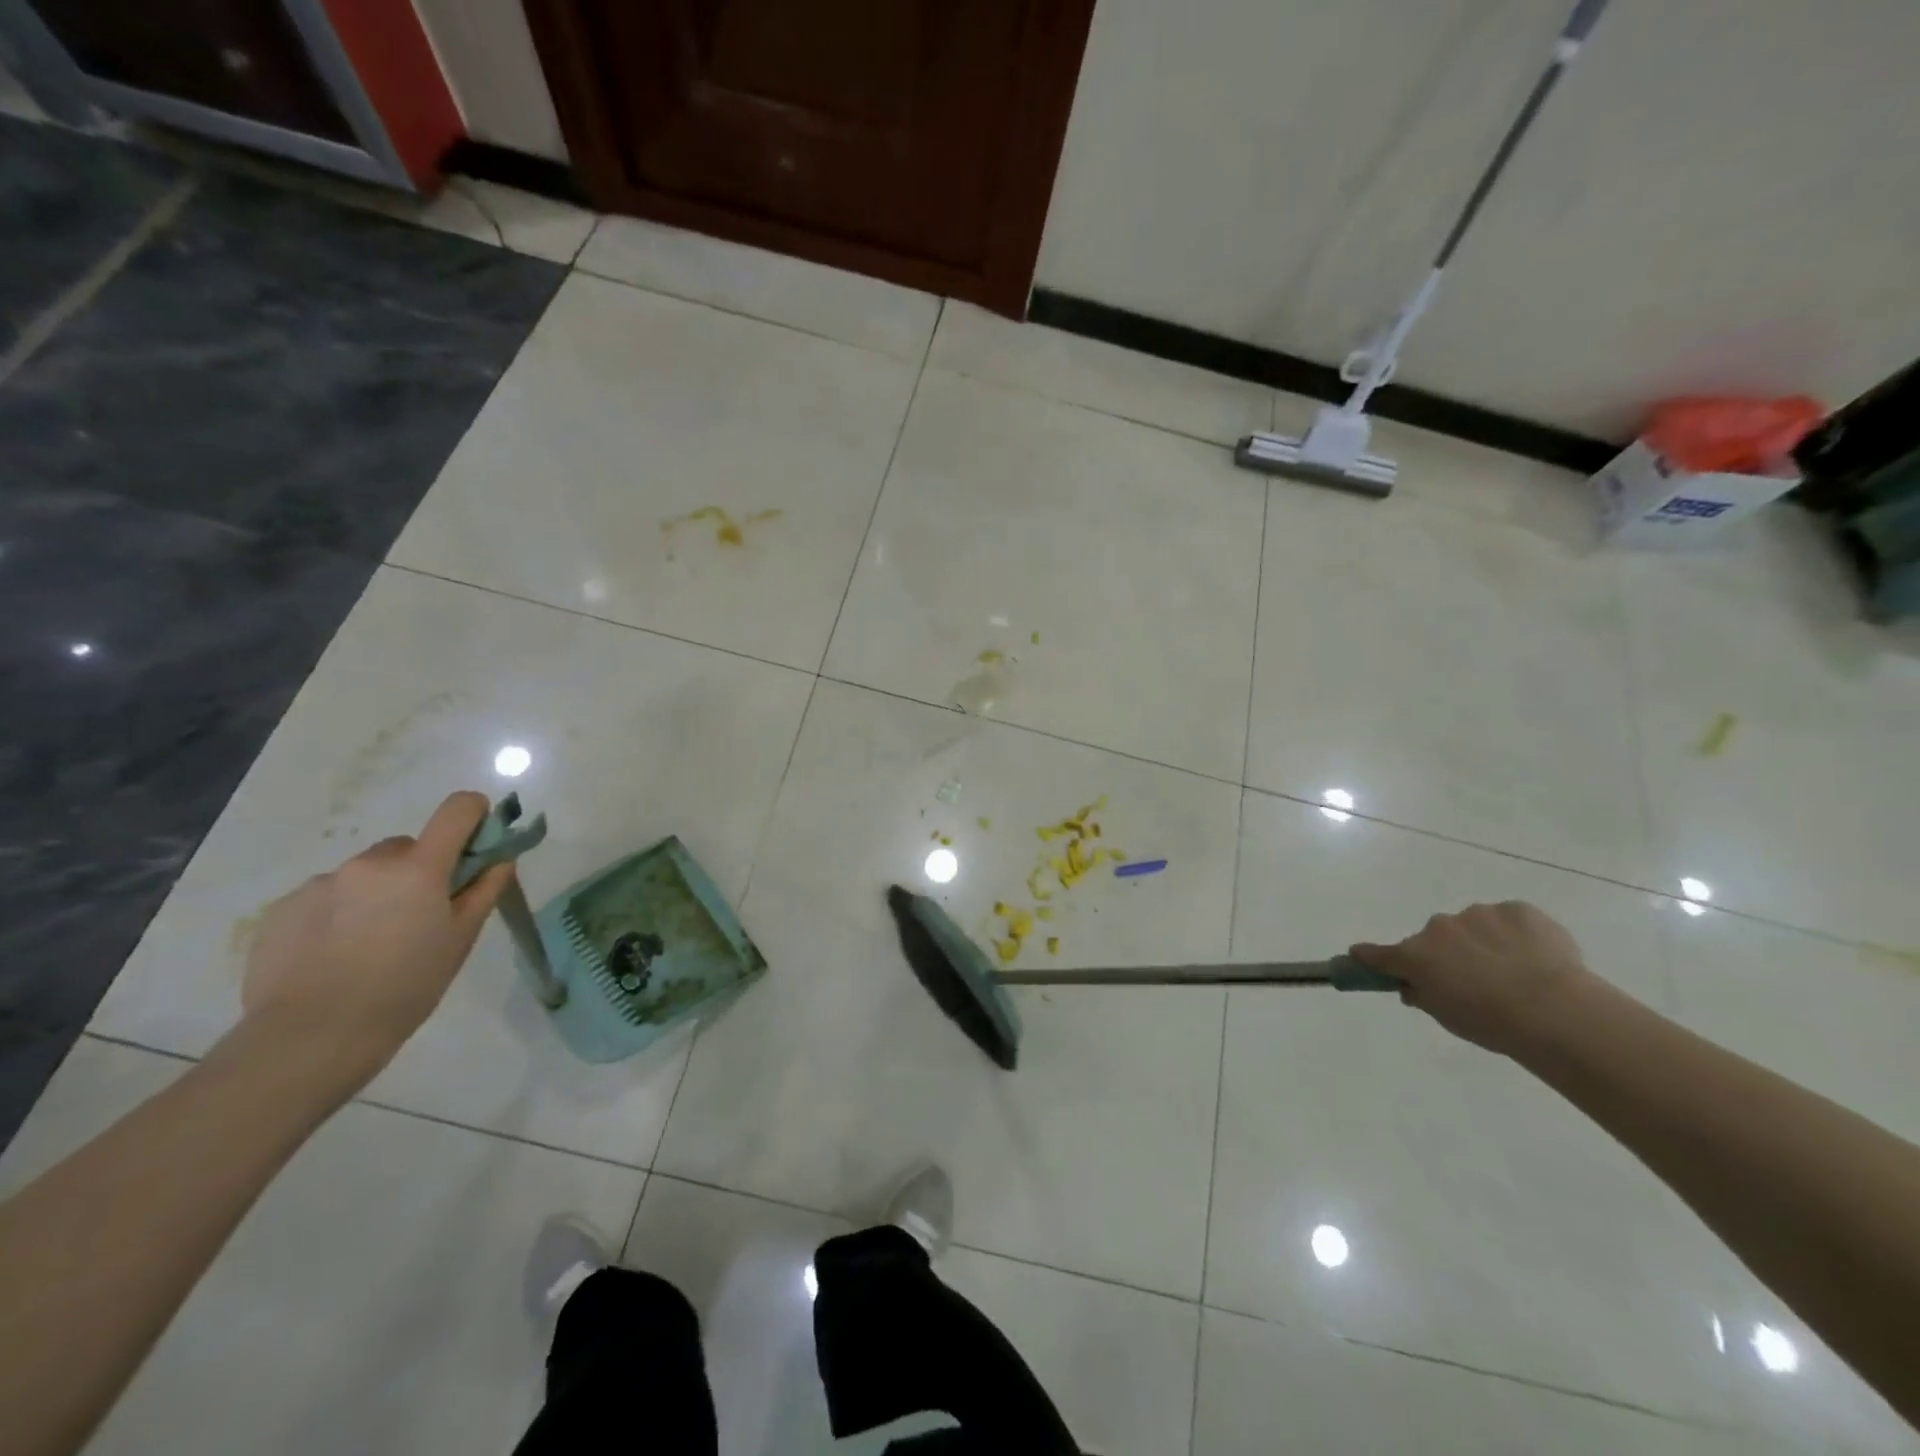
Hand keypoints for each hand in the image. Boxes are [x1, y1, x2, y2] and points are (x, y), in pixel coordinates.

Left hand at [238, 792, 513, 1092]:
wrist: (311, 1038)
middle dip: (420, 870)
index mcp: (419, 867)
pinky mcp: (282, 907)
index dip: (474, 817)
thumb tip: (500, 857)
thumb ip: (484, 889)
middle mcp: (369, 863)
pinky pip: (326, 896)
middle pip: (408, 847)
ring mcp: (320, 882)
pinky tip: (335, 955)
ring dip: (377, 893)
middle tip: (419, 917)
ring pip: (365, 874)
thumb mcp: (461, 939)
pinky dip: (338, 914)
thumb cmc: (406, 987)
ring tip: (370, 944)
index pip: (458, 809)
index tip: (477, 846)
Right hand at [1351, 901, 1600, 1055]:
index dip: (1369, 955)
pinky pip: (1509, 920)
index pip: (1379, 953)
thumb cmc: (1493, 1023)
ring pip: (1474, 926)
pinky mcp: (1516, 909)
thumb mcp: (1448, 1019)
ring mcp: (1478, 914)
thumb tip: (1413, 986)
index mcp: (1416, 955)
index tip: (1360, 955)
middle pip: (1436, 938)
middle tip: (1475, 981)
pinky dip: (1518, 935)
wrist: (1556, 1010)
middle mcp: (1439, 928)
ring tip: (1518, 973)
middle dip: (1448, 953)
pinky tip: (1538, 959)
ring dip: (1484, 942)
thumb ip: (1424, 997)